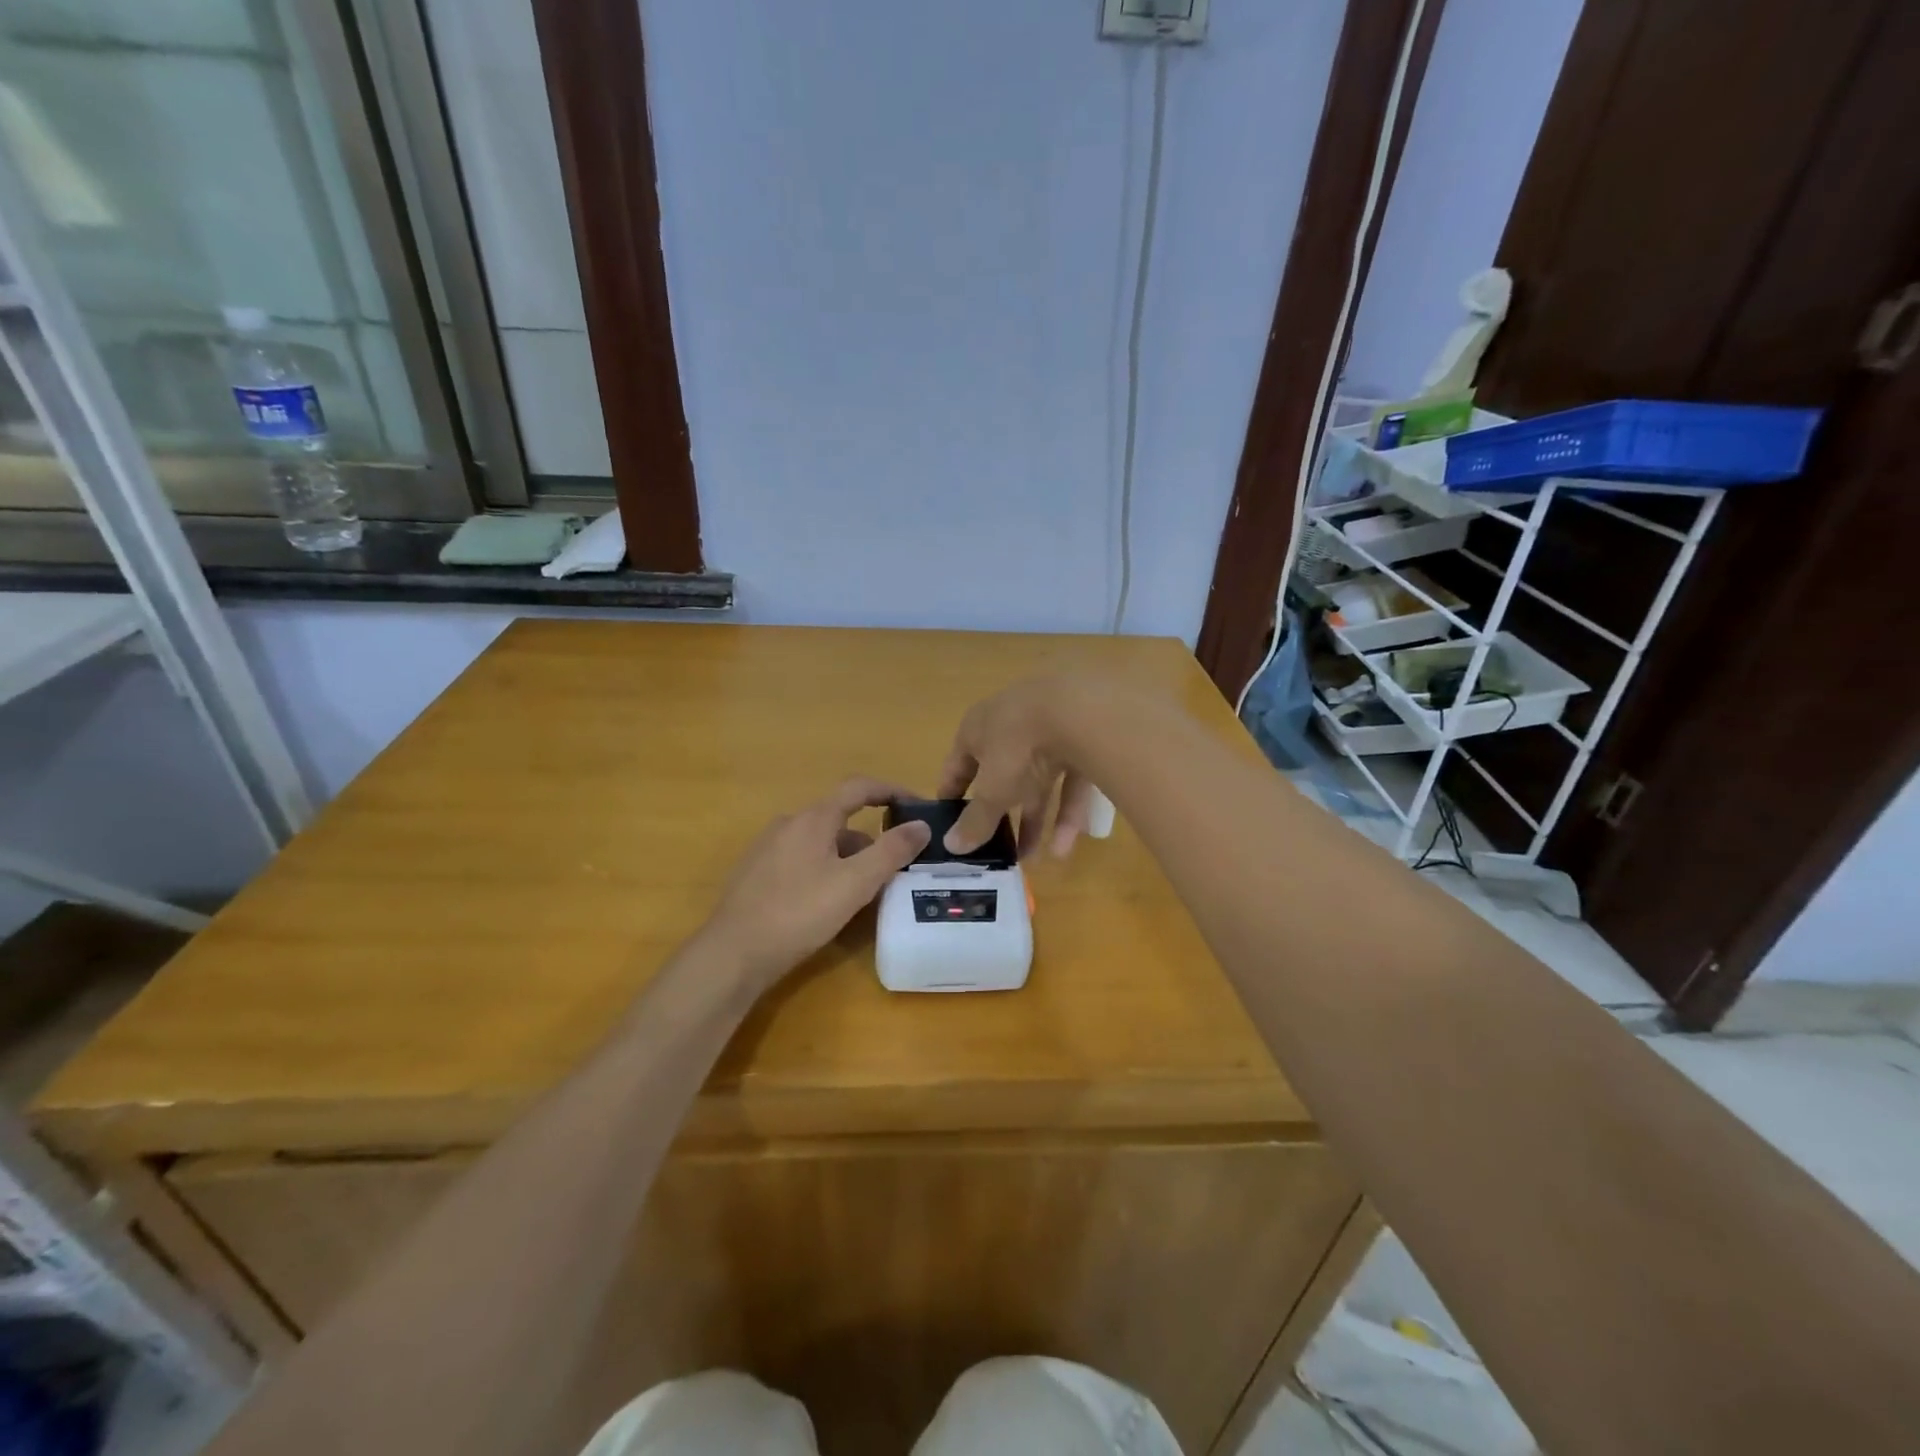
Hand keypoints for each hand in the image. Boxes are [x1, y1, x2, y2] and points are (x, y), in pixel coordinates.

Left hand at [700, 777, 931, 988]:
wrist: (733, 954)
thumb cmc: (799, 913)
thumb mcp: (855, 883)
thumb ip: (891, 851)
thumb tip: (922, 824)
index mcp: (813, 818)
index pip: (858, 788)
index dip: (890, 790)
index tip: (916, 804)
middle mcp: (788, 824)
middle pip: (840, 820)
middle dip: (871, 840)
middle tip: (895, 868)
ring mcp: (768, 849)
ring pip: (821, 844)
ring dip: (849, 859)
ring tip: (867, 893)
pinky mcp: (756, 875)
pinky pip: (802, 861)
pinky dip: (826, 871)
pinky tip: (829, 905)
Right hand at [937, 676, 1097, 859]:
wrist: (1081, 712)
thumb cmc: (1018, 747)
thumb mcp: (992, 790)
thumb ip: (975, 820)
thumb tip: (952, 847)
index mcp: (977, 729)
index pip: (957, 765)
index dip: (951, 795)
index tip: (949, 825)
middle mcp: (1010, 726)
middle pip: (1000, 776)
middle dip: (999, 814)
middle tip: (994, 848)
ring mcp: (1048, 731)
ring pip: (1037, 782)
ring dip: (1033, 820)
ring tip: (1030, 860)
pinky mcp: (1083, 741)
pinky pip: (1069, 782)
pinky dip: (1065, 813)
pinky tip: (1063, 848)